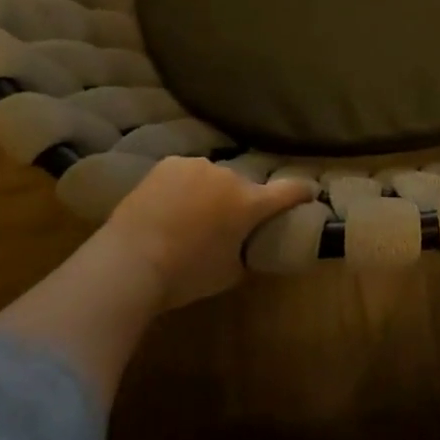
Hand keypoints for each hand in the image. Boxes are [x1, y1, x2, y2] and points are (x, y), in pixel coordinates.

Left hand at [96, 156, 315, 311]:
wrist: (129, 261)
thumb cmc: (185, 275)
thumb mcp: (229, 274)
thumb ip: (246, 253)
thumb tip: (248, 246)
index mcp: (250, 203)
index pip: (290, 191)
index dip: (303, 192)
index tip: (311, 192)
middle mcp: (228, 176)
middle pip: (245, 187)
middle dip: (241, 202)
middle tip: (226, 225)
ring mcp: (196, 166)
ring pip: (213, 179)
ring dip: (210, 193)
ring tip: (190, 217)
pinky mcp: (167, 164)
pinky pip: (186, 175)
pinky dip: (184, 188)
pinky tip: (168, 208)